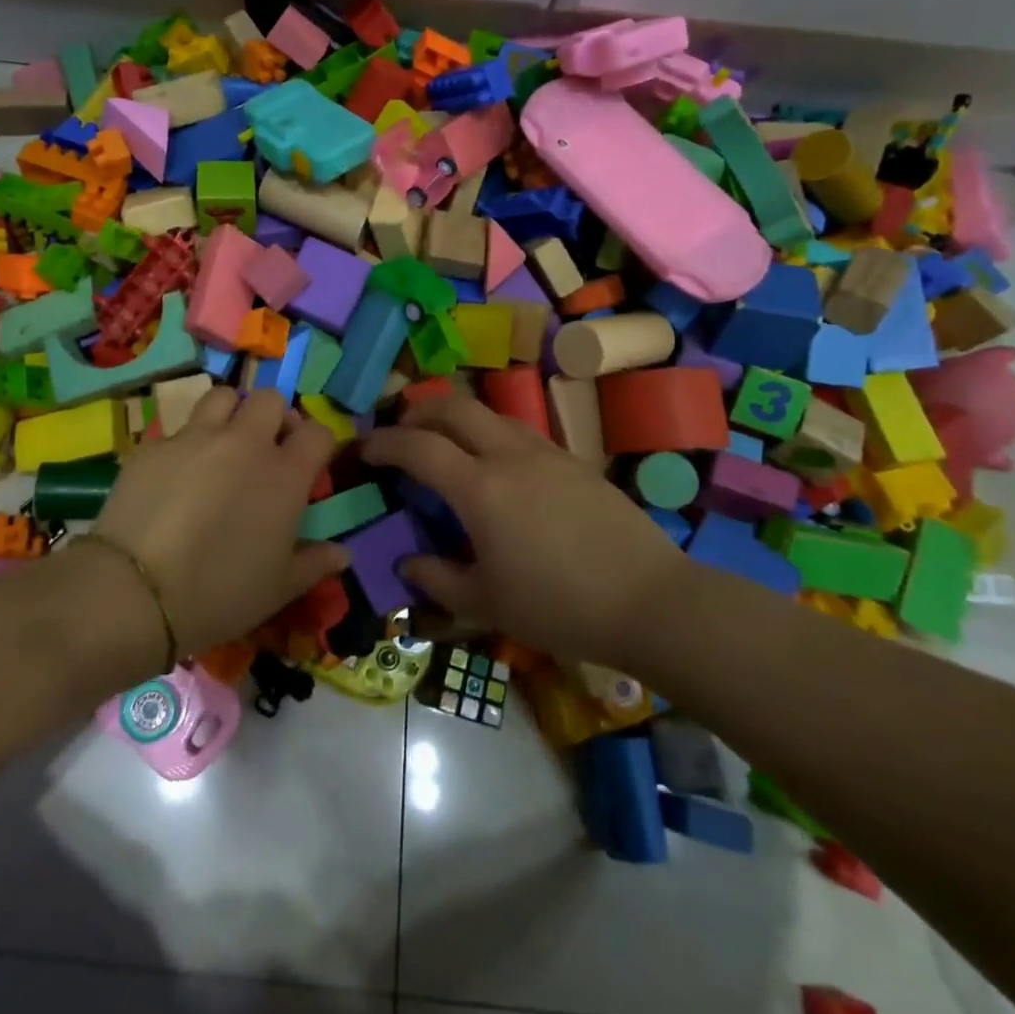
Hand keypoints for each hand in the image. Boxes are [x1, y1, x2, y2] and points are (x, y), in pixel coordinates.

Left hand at [94, 387, 347, 656]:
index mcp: (284, 475)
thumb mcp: (278, 588)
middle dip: (273, 417)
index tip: (307, 464)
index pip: (318, 432)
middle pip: (270, 398)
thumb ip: (314, 563)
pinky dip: (186, 443)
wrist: (135, 593)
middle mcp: (244, 443)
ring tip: (221, 444)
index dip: (316, 443)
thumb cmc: (219, 594)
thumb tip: (343, 555)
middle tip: (264, 448)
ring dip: (230, 413)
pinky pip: (178, 429)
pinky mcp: (154, 445)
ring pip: (222, 397)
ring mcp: (195, 438)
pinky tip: (174, 475)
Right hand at [360, 395, 689, 664]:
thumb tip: (407, 564)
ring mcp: (546, 452)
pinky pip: (517, 431)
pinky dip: (489, 434)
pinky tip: (494, 468)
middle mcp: (509, 456)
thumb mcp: (486, 603)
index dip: (383, 443)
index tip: (364, 451)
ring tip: (443, 446)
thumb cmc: (559, 607)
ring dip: (455, 419)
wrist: (651, 601)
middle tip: (400, 434)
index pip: (417, 446)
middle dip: (416, 412)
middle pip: (453, 407)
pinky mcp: (573, 460)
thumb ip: (437, 580)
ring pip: (488, 413)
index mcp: (480, 489)